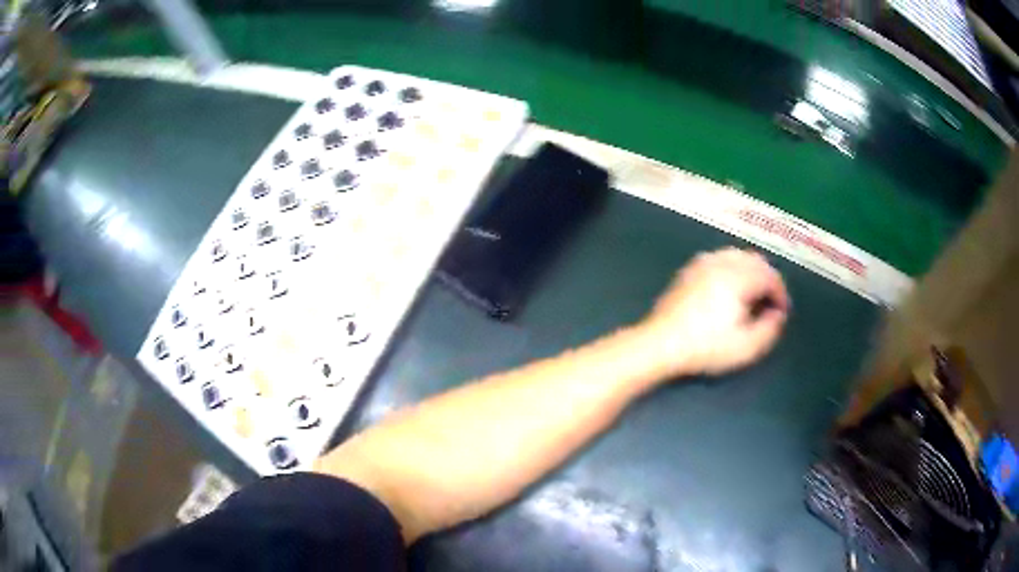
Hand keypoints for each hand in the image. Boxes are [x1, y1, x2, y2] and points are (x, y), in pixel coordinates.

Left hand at [640, 248, 789, 376]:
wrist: (661, 343)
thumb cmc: (706, 347)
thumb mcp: (746, 347)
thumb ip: (770, 329)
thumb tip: (777, 314)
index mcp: (739, 277)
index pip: (770, 276)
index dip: (780, 294)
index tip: (781, 313)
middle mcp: (722, 262)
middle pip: (755, 261)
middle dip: (767, 280)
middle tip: (769, 303)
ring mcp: (703, 263)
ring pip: (738, 256)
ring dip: (751, 272)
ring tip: (752, 296)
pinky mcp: (689, 269)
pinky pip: (720, 259)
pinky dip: (732, 268)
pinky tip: (730, 289)